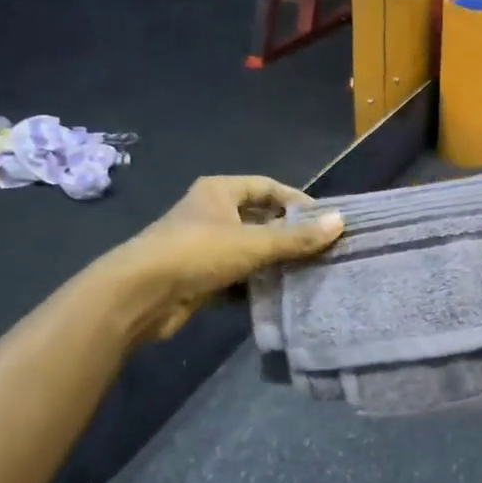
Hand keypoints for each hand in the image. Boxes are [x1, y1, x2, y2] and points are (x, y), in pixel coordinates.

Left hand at [96, 176, 342, 342]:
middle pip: (260, 218)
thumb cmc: (196, 253)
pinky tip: (281, 293)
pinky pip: (237, 275)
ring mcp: (203, 246)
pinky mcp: (199, 277)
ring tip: (309, 272)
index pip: (268, 187)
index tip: (324, 220)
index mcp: (219, 191)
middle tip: (322, 249)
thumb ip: (297, 237)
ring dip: (274, 261)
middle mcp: (211, 213)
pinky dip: (257, 283)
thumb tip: (341, 222)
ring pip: (249, 249)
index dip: (297, 201)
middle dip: (288, 234)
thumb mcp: (253, 242)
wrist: (140, 295)